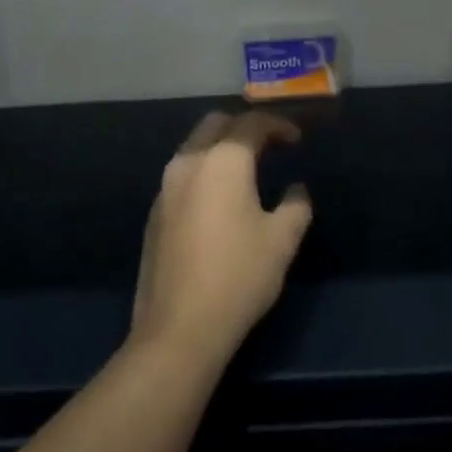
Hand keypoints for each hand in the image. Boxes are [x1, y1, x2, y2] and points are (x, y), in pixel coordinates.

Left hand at [130, 110, 312, 363]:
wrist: (179, 327)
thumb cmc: (239, 276)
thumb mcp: (282, 240)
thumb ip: (295, 206)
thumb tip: (295, 191)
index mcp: (223, 161)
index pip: (251, 124)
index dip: (278, 125)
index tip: (296, 140)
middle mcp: (189, 162)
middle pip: (215, 124)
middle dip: (243, 127)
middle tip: (269, 145)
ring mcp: (166, 187)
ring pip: (194, 147)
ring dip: (220, 147)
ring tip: (246, 169)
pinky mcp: (155, 213)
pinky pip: (183, 174)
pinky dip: (204, 171)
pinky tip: (219, 198)